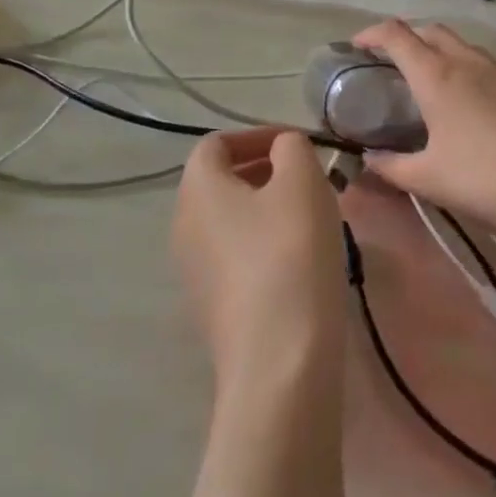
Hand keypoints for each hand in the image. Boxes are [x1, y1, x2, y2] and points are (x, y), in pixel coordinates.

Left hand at [174, 128, 346, 397]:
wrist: (279, 361)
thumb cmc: (290, 254)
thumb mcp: (302, 182)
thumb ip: (292, 148)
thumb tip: (284, 149)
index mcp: (197, 189)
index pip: (216, 144)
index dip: (256, 135)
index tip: (297, 144)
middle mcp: (184, 227)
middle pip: (221, 182)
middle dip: (265, 171)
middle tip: (309, 178)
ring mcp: (194, 272)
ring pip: (231, 221)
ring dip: (269, 209)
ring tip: (312, 218)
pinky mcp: (213, 308)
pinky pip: (237, 258)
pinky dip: (266, 245)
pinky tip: (302, 261)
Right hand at [349, 20, 495, 264]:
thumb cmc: (484, 180)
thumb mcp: (428, 179)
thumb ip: (391, 167)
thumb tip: (368, 160)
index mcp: (437, 76)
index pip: (396, 35)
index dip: (371, 34)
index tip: (356, 46)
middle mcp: (468, 62)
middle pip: (431, 30)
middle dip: (407, 38)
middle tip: (391, 64)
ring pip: (463, 46)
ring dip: (440, 52)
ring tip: (430, 83)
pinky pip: (488, 67)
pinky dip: (468, 71)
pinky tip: (472, 106)